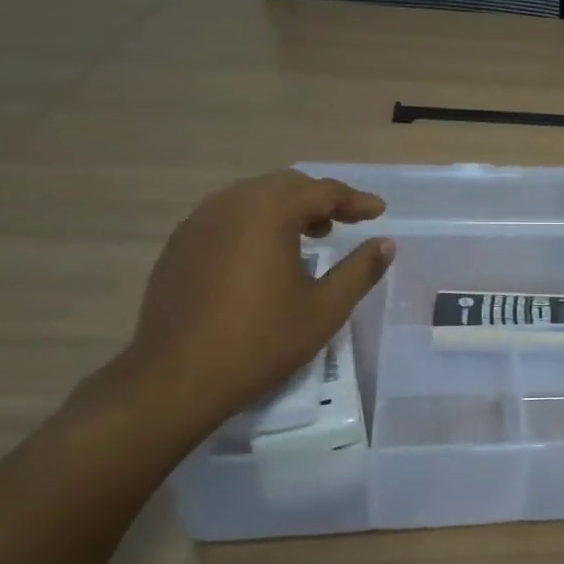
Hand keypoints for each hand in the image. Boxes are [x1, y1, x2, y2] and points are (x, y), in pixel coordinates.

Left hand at [112, 171, 393, 436]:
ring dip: (286, 208)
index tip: (379, 212)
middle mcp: (231, 204)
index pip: (322, 191)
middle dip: (320, 198)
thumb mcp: (326, 308)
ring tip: (309, 235)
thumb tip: (386, 243)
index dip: (355, 200)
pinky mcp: (179, 245)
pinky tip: (264, 255)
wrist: (177, 378)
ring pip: (252, 198)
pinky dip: (255, 223)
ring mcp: (198, 222)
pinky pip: (226, 217)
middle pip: (286, 185)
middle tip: (346, 221)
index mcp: (269, 211)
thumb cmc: (262, 340)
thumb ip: (361, 269)